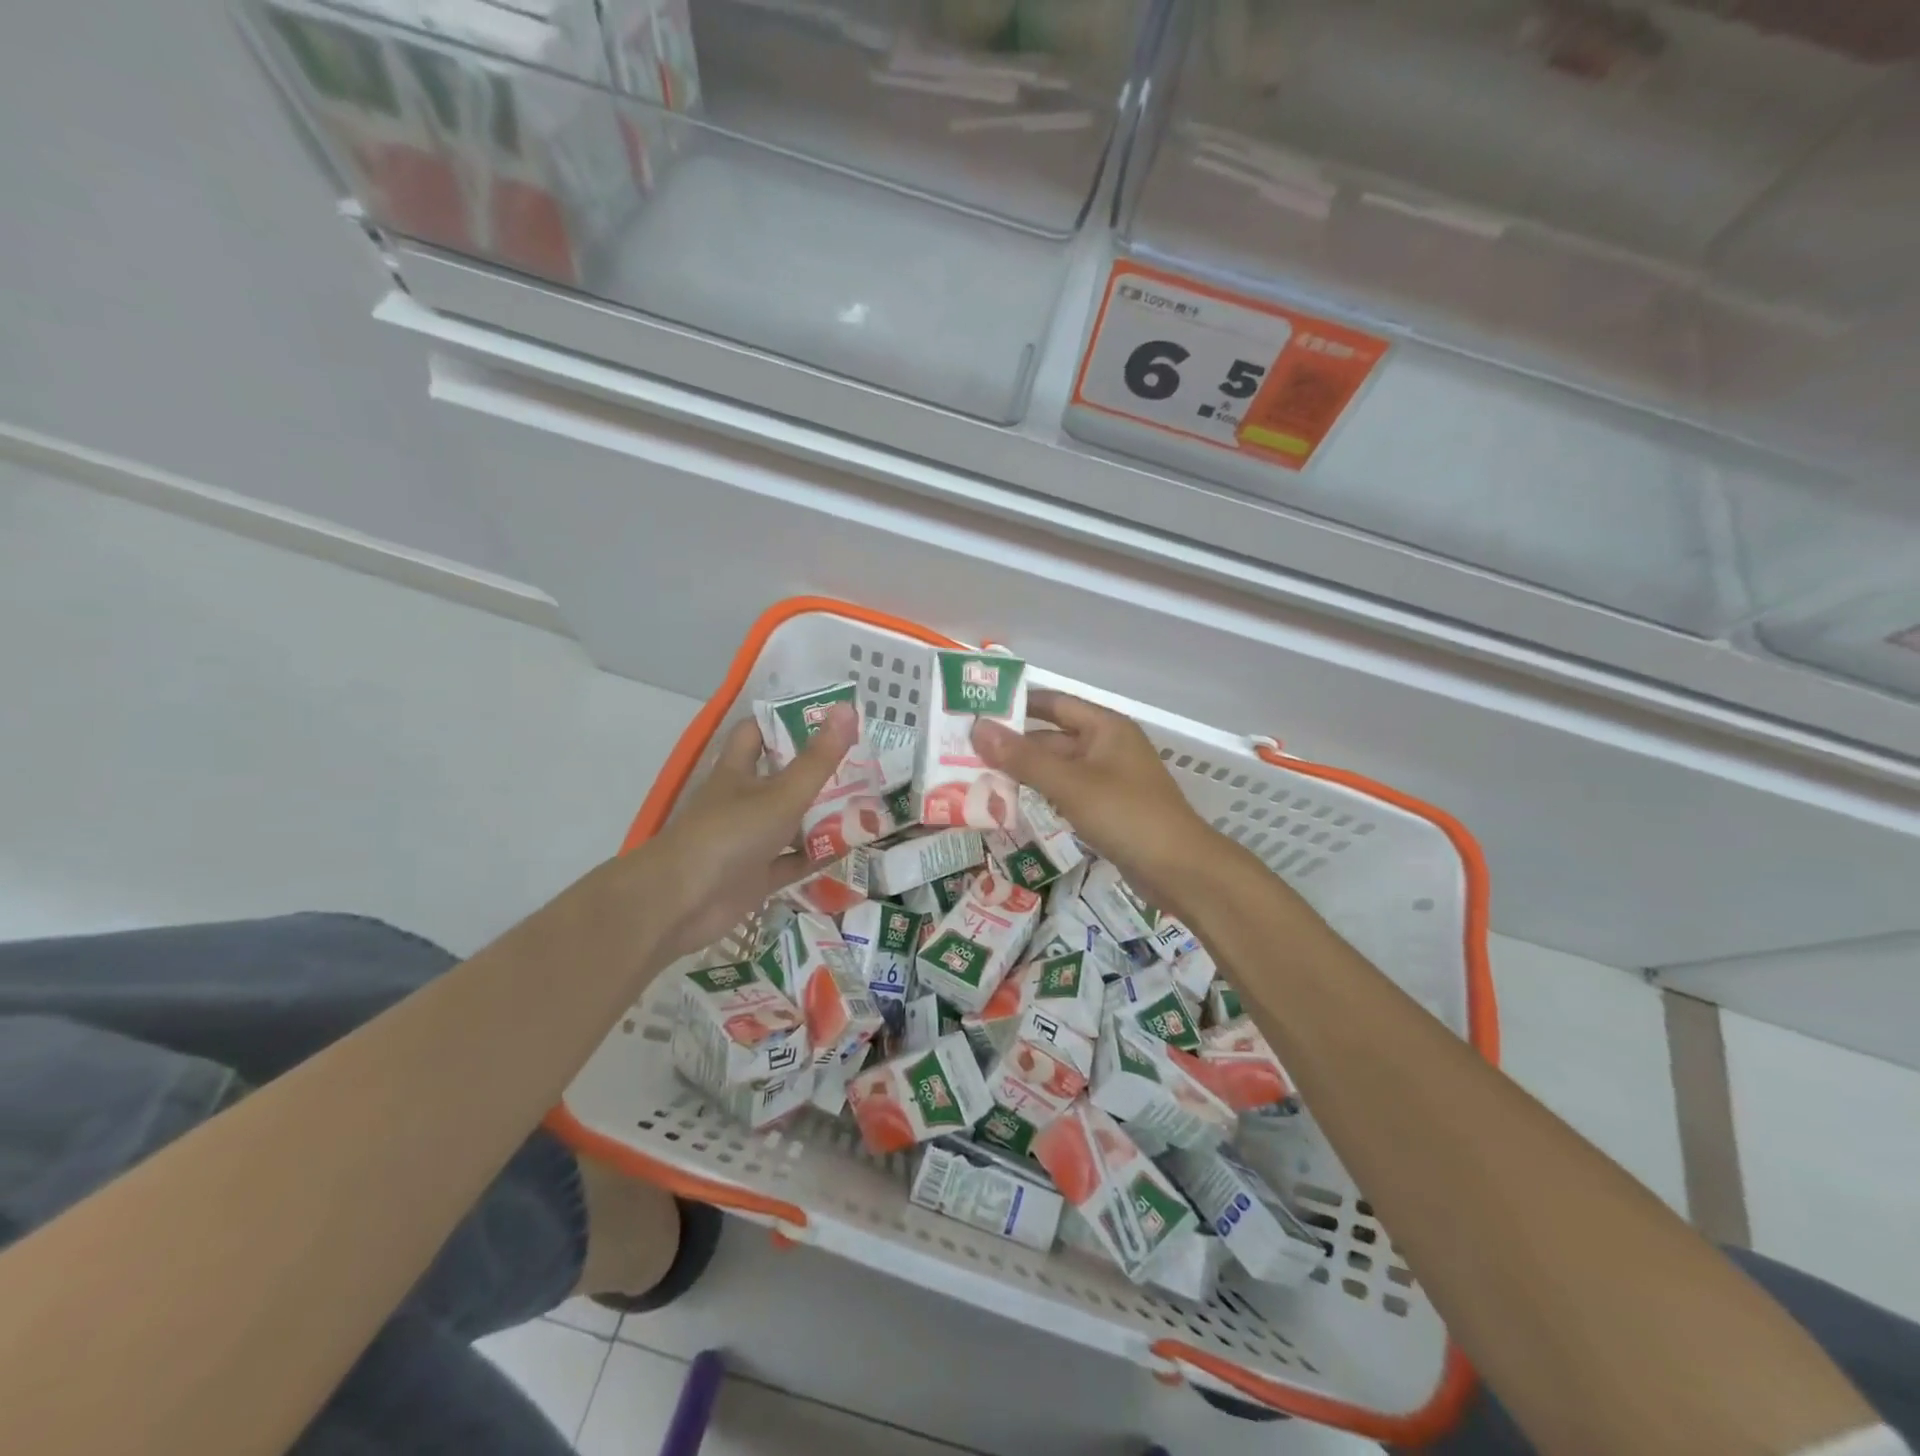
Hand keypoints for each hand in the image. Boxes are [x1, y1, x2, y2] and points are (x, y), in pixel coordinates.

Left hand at [630, 703, 859, 963]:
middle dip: (817, 771)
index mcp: (738, 771)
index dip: (785, 722)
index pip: (756, 733)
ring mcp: (749, 840)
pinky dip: (818, 856)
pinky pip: (794, 861)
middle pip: (782, 778)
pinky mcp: (756, 876)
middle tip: (862, 763)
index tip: (825, 719)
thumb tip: (847, 707)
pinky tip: (850, 848)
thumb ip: (818, 759)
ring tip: (868, 803)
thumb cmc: (729, 834)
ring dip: (823, 816)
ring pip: (791, 822)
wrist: (681, 903)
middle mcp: (742, 801)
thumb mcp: (781, 794)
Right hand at [973, 690, 1226, 920]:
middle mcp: (1107, 746)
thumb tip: (977, 728)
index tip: (975, 711)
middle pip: (1052, 736)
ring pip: (1058, 767)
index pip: (1052, 703)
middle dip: (1013, 744)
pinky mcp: (1109, 808)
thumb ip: (1023, 758)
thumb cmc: (1126, 815)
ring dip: (1024, 771)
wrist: (1180, 869)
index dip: (1016, 704)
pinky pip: (1068, 792)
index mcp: (1104, 727)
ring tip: (978, 777)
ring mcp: (1109, 778)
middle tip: (966, 751)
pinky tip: (1012, 804)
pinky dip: (1041, 794)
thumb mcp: (1070, 784)